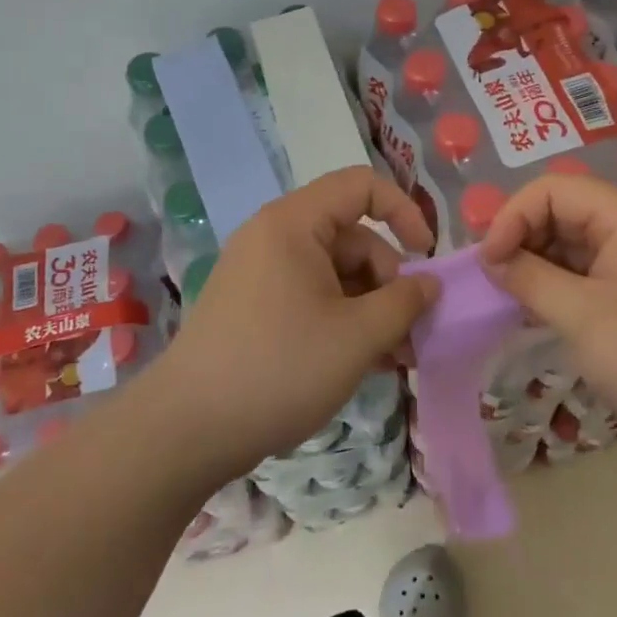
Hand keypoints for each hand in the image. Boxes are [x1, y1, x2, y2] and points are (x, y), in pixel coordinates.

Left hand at [153, 167, 437, 477]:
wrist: (187, 430)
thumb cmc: (280, 368)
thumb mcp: (358, 336)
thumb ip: (405, 303)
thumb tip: (430, 285)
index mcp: (294, 224)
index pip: (361, 186)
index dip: (404, 211)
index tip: (426, 256)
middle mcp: (274, 237)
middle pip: (352, 238)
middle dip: (389, 282)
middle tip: (411, 333)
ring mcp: (260, 273)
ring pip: (334, 274)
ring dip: (370, 309)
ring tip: (394, 358)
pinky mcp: (253, 307)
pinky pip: (311, 297)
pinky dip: (341, 320)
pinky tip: (363, 362)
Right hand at [479, 175, 616, 458]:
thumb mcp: (581, 314)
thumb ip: (529, 279)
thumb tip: (490, 260)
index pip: (553, 190)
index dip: (513, 217)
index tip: (488, 262)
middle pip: (561, 212)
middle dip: (522, 240)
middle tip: (493, 281)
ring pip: (570, 245)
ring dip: (535, 266)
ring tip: (507, 298)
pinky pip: (584, 275)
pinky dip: (555, 287)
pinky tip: (531, 312)